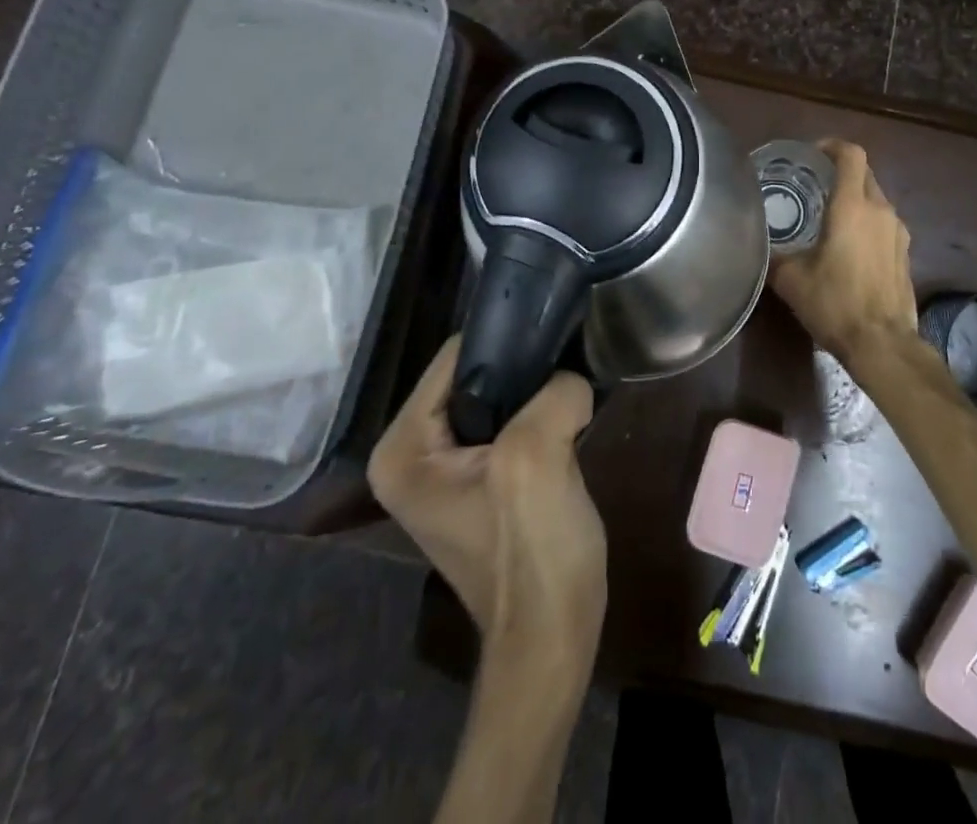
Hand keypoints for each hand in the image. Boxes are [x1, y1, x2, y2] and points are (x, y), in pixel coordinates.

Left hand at [368, 337, 606, 660]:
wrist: (553, 639)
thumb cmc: (532, 553)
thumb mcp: (537, 457)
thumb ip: (553, 393)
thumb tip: (572, 376)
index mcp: (402, 449)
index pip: (454, 357)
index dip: (507, 343)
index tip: (555, 338)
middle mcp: (412, 454)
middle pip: (475, 375)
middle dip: (524, 368)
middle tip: (570, 364)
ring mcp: (446, 470)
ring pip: (498, 397)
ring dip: (537, 391)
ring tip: (573, 387)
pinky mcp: (482, 480)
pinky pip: (510, 423)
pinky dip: (540, 415)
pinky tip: (570, 417)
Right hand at [768, 139, 919, 377]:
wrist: (883, 344)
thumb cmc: (835, 304)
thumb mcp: (791, 280)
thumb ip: (774, 255)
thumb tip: (760, 245)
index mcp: (853, 207)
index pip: (851, 155)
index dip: (832, 146)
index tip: (812, 154)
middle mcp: (881, 210)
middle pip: (864, 173)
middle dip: (840, 172)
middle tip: (812, 184)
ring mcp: (898, 232)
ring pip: (876, 199)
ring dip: (854, 199)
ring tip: (828, 216)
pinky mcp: (905, 253)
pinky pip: (884, 223)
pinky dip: (867, 222)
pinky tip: (848, 246)